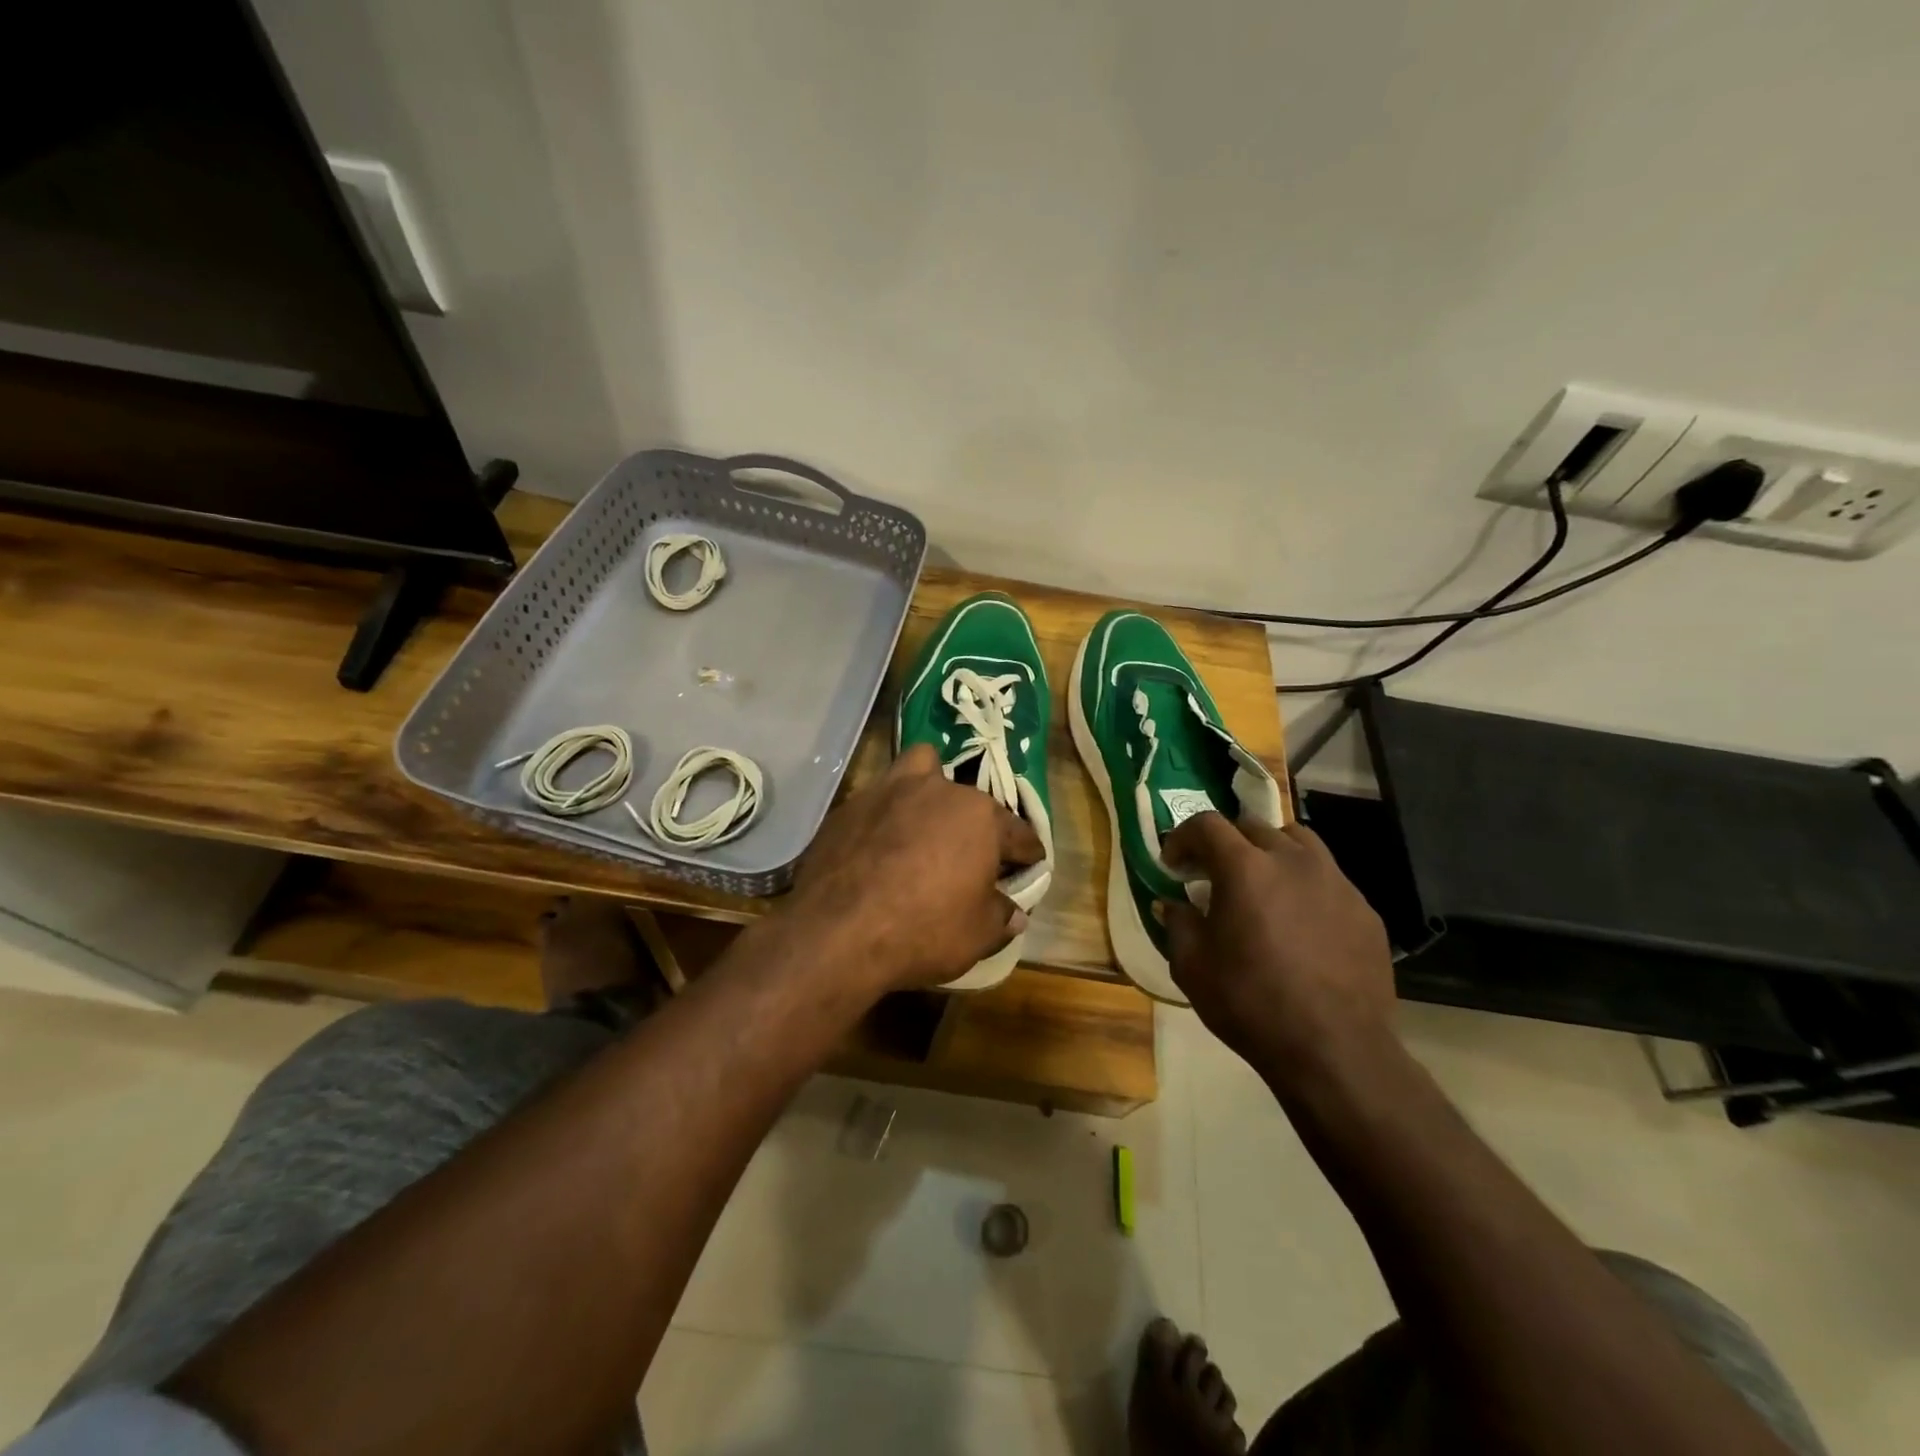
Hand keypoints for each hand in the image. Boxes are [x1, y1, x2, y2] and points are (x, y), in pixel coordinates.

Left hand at [789, 744, 1043, 991]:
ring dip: (929, 790)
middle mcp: (938, 791)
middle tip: (971, 859)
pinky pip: (879, 800)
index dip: (1027, 855)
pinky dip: (887, 816)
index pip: (1018, 834)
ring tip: (925, 822)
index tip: (1028, 869)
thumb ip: (1000, 916)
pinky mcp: (849, 806)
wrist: (835, 932)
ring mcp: (888, 792)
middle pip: (970, 801)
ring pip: (920, 770)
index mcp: (979, 817)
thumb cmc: (922, 930)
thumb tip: (1013, 913)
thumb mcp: (977, 935)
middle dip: (976, 826)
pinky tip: (880, 846)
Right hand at [1159, 814, 1396, 1086]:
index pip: (1207, 825)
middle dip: (1225, 843)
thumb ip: (1177, 924)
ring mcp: (1336, 882)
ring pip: (1298, 842)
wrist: (1334, 1050)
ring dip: (1270, 852)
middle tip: (1212, 876)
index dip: (1183, 838)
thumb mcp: (1192, 967)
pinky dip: (1304, 886)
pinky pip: (1328, 879)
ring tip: (1262, 885)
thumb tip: (1171, 904)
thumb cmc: (1251, 1004)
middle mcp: (1293, 861)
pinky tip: (1300, 923)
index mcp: (1245, 868)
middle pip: (1253, 827)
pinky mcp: (1364, 910)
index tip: (1173, 865)